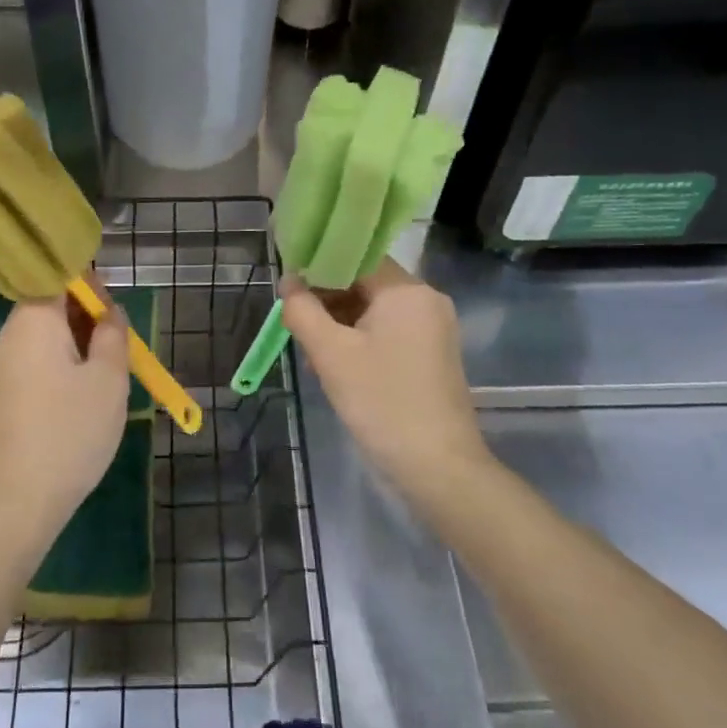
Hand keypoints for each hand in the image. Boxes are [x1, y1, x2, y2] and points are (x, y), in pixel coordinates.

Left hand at [0, 281, 129, 558]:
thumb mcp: (108, 379)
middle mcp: (8, 337)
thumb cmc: (70, 432)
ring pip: (42, 340)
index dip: (90, 286)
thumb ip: (113, 335)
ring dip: (74, 346)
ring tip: (104, 374)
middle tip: (117, 345)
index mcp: (33, 321)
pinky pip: (32, 366)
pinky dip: (57, 369)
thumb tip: (109, 313)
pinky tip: (77, 400)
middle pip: (48, 308)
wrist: (15, 503)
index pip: (58, 279)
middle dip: (85, 319)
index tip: (115, 311)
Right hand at [281, 260, 488, 496]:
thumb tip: (288, 282)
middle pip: (366, 283)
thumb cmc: (381, 402)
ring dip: (342, 322)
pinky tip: (338, 363)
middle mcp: (427, 300)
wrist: (438, 468)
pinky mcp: (433, 354)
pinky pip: (390, 331)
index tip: (289, 289)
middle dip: (328, 300)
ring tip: (313, 349)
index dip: (319, 268)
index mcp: (407, 290)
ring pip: (375, 309)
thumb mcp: (331, 354)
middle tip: (296, 323)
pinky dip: (362, 339)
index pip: (356, 260)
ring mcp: (434, 328)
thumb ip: (303, 311)